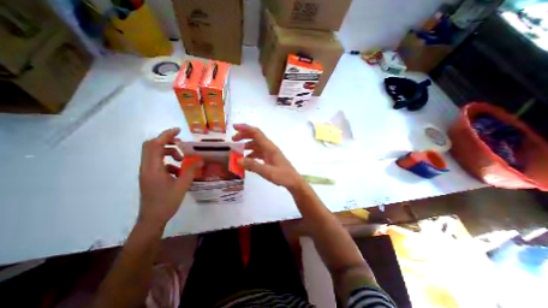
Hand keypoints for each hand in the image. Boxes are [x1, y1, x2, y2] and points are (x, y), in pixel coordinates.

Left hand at [138, 128, 201, 227]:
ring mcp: (147, 172)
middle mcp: (146, 168)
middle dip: (167, 141)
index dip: (166, 135)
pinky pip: (158, 163)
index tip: (178, 131)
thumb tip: (200, 160)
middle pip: (151, 146)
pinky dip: (169, 162)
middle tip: (181, 143)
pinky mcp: (150, 176)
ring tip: (182, 160)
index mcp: (153, 169)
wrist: (152, 219)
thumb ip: (191, 171)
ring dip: (169, 152)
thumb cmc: (166, 202)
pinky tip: (179, 171)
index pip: (155, 145)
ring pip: (155, 154)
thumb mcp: (182, 186)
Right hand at [231, 124, 303, 191]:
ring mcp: (270, 153)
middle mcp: (269, 148)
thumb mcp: (267, 172)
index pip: (256, 133)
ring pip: (256, 145)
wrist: (293, 181)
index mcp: (269, 147)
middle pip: (255, 137)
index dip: (245, 128)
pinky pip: (258, 153)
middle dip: (244, 136)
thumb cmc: (283, 176)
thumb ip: (253, 165)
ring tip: (237, 152)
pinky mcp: (270, 158)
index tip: (234, 127)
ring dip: (246, 146)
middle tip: (233, 140)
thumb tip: (238, 160)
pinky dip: (251, 154)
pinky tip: (246, 160)